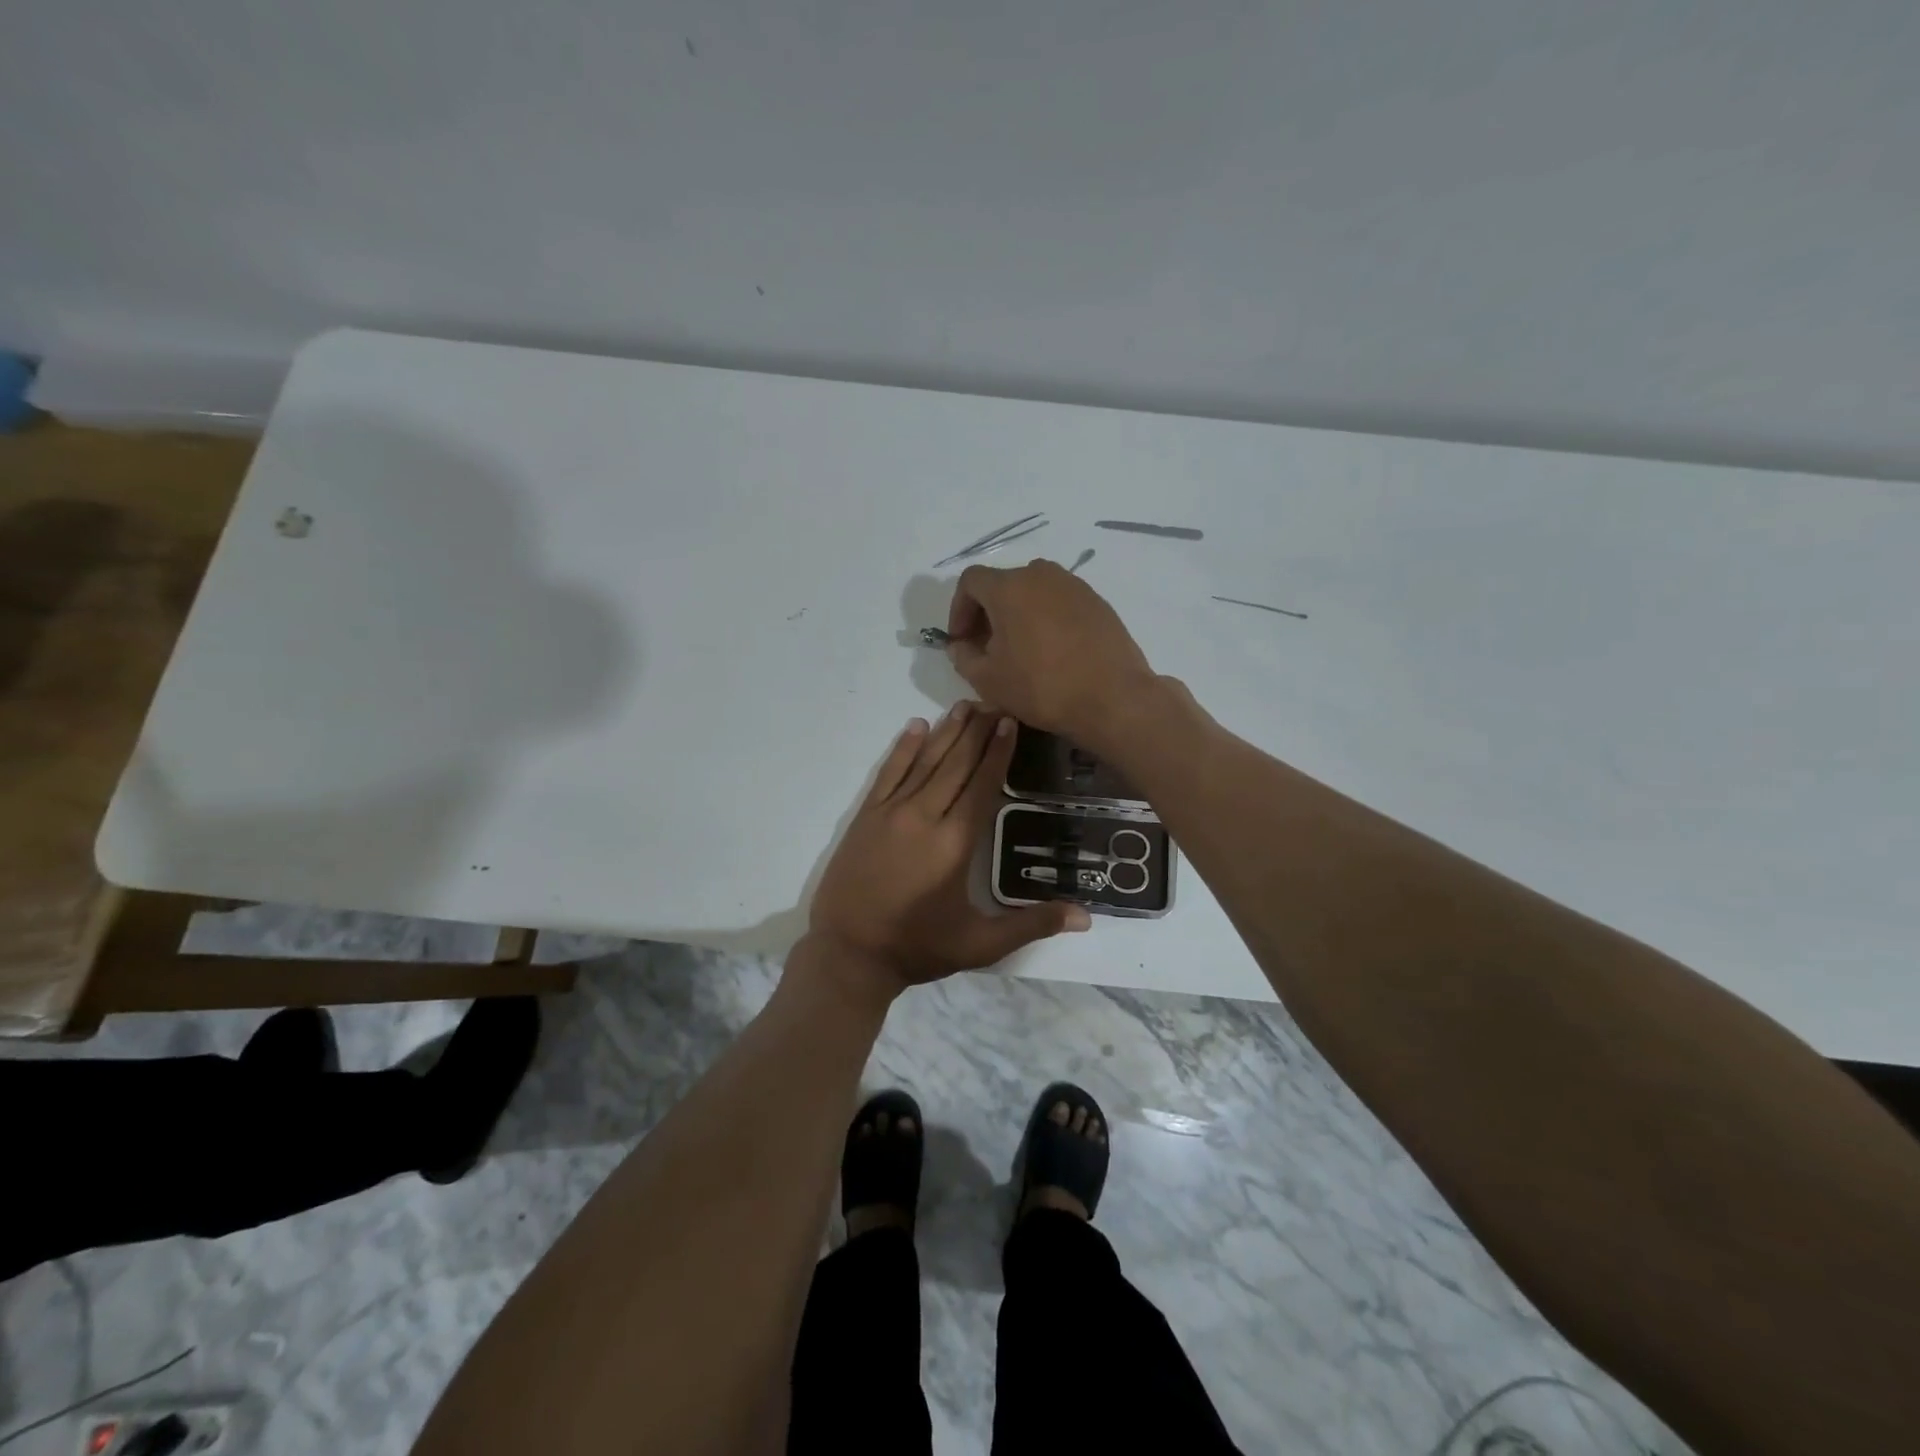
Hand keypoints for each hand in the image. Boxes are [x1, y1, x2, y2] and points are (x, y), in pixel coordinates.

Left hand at [807, 702, 1089, 997]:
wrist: (849, 954)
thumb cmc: (919, 947)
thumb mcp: (981, 944)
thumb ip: (1032, 925)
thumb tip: (1086, 918)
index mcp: (955, 842)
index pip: (982, 785)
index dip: (998, 752)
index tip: (1010, 721)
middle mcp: (924, 817)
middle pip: (955, 764)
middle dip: (977, 732)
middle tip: (994, 703)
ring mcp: (891, 813)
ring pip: (924, 761)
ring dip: (945, 732)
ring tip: (964, 706)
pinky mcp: (865, 816)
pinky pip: (888, 773)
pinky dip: (902, 748)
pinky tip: (915, 726)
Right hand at [945, 561, 1157, 744]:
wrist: (1112, 698)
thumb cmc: (1041, 686)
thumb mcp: (988, 680)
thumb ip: (964, 657)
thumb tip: (959, 645)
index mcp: (1009, 587)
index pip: (971, 581)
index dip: (958, 609)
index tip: (961, 640)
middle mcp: (1041, 575)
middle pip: (1003, 584)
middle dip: (988, 613)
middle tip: (987, 647)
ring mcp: (1074, 586)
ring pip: (1033, 592)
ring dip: (1019, 615)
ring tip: (1020, 650)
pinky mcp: (1097, 602)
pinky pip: (1059, 603)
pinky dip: (1046, 619)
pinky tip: (1051, 652)